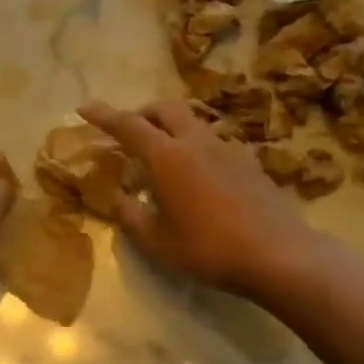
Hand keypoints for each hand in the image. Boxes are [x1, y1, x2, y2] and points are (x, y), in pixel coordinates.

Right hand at [80, 99, 312, 297]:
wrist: (279, 255)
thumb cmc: (209, 248)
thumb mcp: (157, 242)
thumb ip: (130, 216)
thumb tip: (117, 198)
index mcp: (167, 156)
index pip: (128, 125)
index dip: (103, 115)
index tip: (84, 107)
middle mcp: (196, 141)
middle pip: (165, 108)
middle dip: (142, 112)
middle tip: (129, 132)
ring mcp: (227, 148)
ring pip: (192, 122)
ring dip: (171, 129)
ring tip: (163, 158)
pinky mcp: (249, 162)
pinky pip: (213, 142)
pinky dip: (195, 147)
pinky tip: (198, 177)